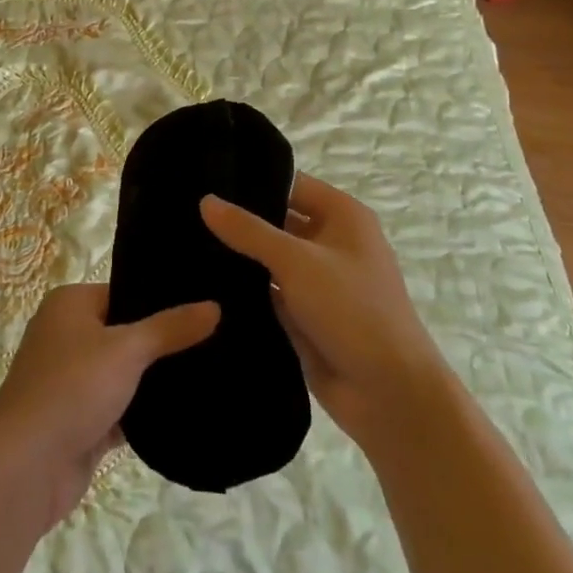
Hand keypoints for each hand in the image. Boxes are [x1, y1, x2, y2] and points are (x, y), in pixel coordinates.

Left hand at [0, 283, 217, 532]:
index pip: (124, 293)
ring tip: (211, 375)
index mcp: (70, 305)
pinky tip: (187, 414)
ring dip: (155, 382)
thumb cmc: (72, 388)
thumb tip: (214, 305)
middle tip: (217, 342)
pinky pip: (121, 411)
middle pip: (125, 333)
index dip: (161, 301)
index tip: (204, 308)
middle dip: (163, 344)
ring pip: (125, 375)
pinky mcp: (80, 422)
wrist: (26, 467)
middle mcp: (67, 336)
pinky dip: (145, 415)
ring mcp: (72, 382)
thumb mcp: (126, 349)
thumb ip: (171, 328)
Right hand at [201, 174, 442, 449]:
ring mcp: (316, 280)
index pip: (289, 183)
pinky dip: (242, 287)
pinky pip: (266, 291)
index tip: (202, 177)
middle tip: (183, 211)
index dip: (250, 180)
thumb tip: (205, 200)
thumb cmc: (352, 310)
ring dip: (236, 255)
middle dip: (237, 219)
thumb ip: (249, 230)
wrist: (389, 395)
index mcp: (342, 215)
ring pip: (268, 258)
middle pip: (276, 220)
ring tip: (182, 241)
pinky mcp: (303, 314)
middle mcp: (330, 241)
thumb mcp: (297, 261)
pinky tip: (199, 280)